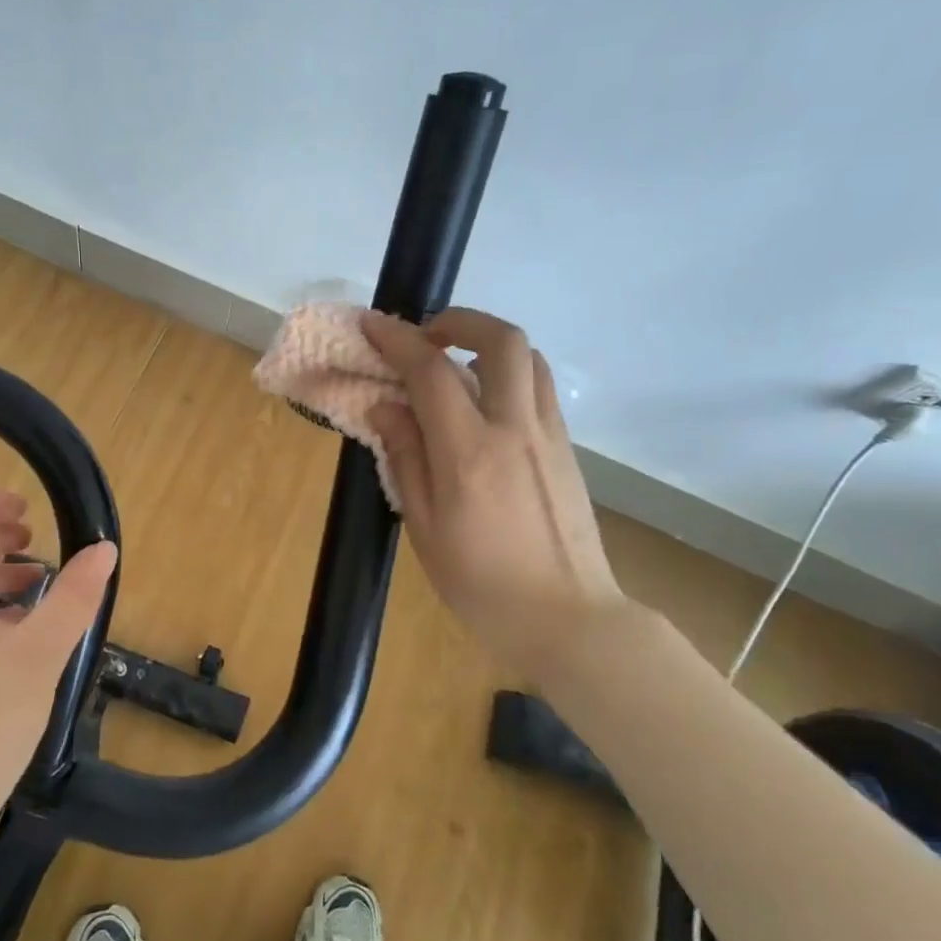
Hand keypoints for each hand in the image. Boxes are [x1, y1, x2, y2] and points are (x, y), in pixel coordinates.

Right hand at [362, 308, 628, 670]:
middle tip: (426, 337)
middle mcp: (514, 429)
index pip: (430, 372)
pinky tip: (485, 407)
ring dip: (488, 344)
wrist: (568, 619)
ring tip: (456, 367)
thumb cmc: (482, 585)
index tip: (372, 324)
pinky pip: (539, 389)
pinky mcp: (566, 449)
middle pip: (501, 340)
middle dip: (459, 321)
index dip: (397, 339)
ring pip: (529, 358)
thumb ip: (405, 459)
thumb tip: (386, 407)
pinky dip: (509, 374)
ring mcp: (548, 436)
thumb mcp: (424, 528)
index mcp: (468, 453)